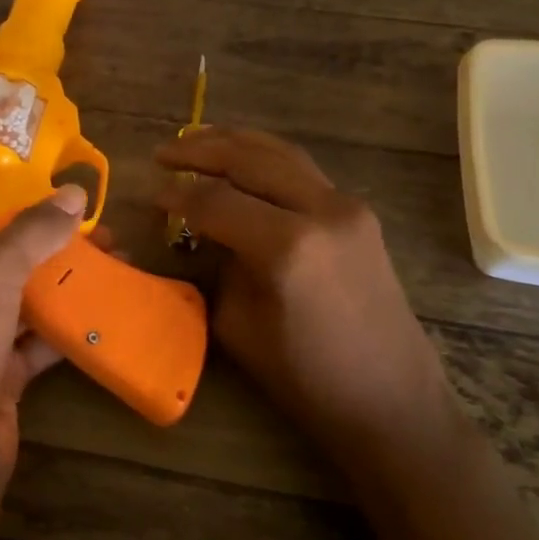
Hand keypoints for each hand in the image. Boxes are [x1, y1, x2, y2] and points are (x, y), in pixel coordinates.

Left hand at [0, 186, 87, 487]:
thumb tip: (74, 193)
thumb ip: (30, 232)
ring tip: (113, 261)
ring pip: (14, 303)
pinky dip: (60, 326)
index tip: (57, 200)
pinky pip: (28, 341)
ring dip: (60, 285)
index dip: (9, 210)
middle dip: (46, 248)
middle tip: (99, 233)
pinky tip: (101, 306)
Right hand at [157, 128, 460, 463]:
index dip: (176, 194)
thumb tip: (202, 235)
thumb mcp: (237, 326)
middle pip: (249, 159)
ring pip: (281, 153)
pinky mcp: (360, 214)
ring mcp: (347, 207)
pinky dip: (266, 159)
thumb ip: (216, 268)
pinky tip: (244, 163)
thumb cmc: (305, 377)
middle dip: (200, 151)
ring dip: (235, 143)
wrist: (389, 398)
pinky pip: (303, 171)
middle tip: (164, 153)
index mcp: (285, 245)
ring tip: (197, 141)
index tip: (149, 195)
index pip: (214, 201)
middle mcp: (321, 210)